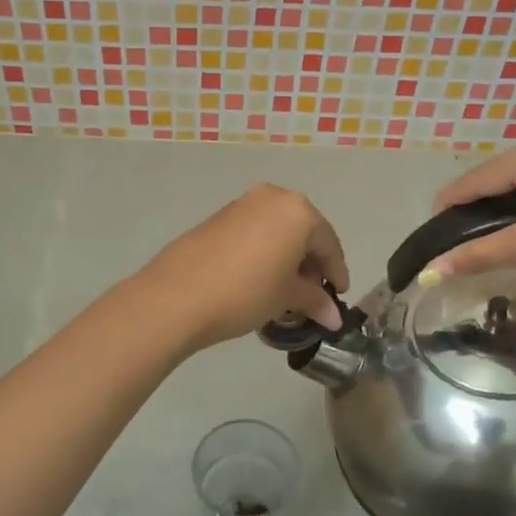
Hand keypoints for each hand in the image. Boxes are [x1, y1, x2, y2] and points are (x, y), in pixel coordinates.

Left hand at [138, 185, 349, 352]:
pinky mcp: (217, 218)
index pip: (328, 244)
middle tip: (313, 295)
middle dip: (310, 264)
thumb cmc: (246, 292)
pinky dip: (264, 252)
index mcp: (298, 211)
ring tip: (285, 291)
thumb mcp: (286, 298)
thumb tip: (334, 317)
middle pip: (303, 232)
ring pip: (277, 231)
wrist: (177, 295)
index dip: (336, 273)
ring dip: (286, 258)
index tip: (339, 295)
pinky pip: (253, 233)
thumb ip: (314, 301)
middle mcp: (272, 198)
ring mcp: (241, 205)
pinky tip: (259, 279)